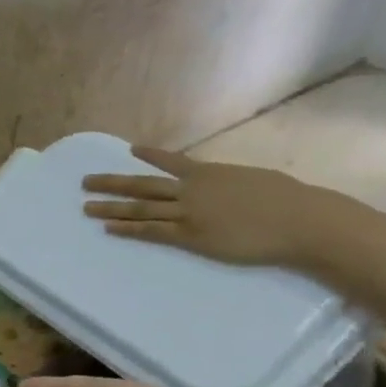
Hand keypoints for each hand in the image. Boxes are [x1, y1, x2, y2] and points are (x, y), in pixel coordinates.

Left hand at [80, 146, 349, 268]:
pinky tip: (109, 228)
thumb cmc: (288, 200)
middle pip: (142, 185)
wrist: (300, 220)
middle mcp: (191, 190)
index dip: (150, 156)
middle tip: (85, 182)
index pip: (172, 162)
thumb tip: (224, 184)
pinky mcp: (190, 236)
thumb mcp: (254, 179)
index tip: (130, 149)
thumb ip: (230, 181)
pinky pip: (151, 231)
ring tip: (86, 207)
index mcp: (209, 173)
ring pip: (140, 209)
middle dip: (111, 183)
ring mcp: (188, 213)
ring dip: (110, 208)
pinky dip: (128, 229)